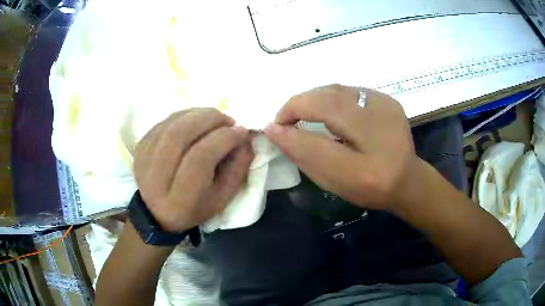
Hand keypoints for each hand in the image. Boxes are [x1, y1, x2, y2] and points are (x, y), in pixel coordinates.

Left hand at [134, 108, 253, 232]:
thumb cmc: (194, 208)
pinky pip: (165, 121)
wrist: (156, 212)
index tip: (241, 132)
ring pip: (172, 123)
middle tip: (228, 120)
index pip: (200, 158)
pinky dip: (185, 115)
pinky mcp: (140, 145)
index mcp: (179, 199)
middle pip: (180, 135)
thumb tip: (244, 137)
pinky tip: (197, 122)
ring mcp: (144, 158)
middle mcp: (156, 178)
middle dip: (210, 119)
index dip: (224, 139)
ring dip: (199, 114)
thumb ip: (237, 169)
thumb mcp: (222, 198)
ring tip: (215, 118)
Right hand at [264, 84, 414, 209]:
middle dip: (298, 105)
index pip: (317, 144)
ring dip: (313, 98)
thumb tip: (276, 131)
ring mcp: (386, 108)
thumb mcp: (334, 182)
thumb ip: (304, 156)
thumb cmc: (368, 188)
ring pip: (337, 90)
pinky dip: (330, 96)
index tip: (274, 127)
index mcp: (366, 168)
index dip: (290, 128)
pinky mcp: (388, 99)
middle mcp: (380, 132)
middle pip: (328, 102)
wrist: (407, 178)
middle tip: (285, 119)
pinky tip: (326, 109)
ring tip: (302, 112)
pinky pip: (349, 90)